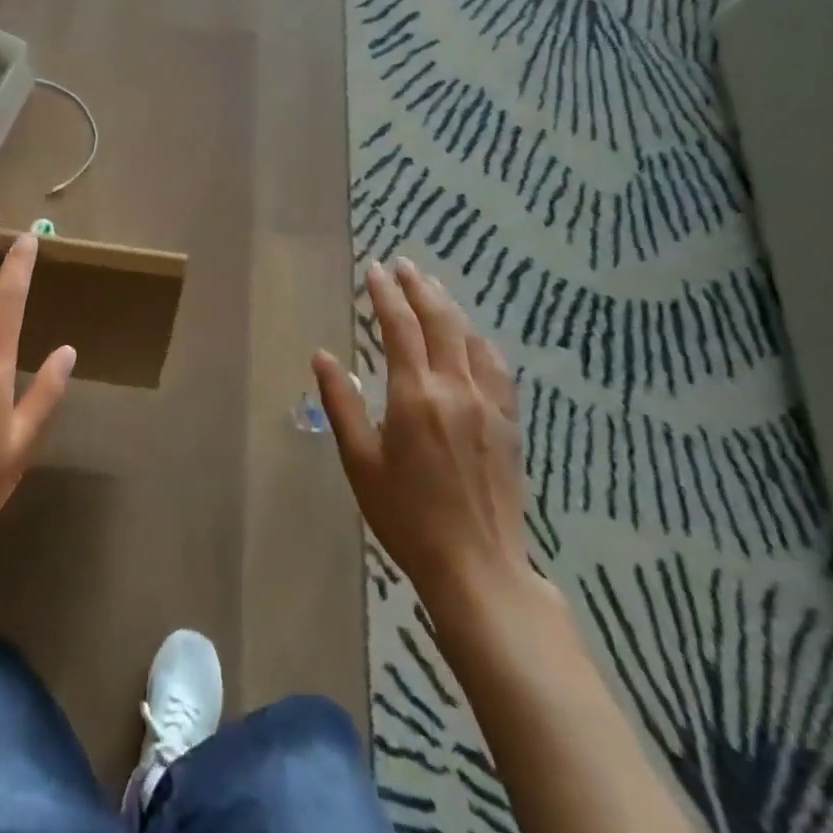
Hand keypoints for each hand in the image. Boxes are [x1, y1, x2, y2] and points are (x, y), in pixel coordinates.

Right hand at [313, 258, 552, 657]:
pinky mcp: (509, 423)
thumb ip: (341, 403)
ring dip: (449, 307)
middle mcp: (456, 389)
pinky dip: (479, 341)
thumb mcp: (360, 462)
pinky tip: (472, 338)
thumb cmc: (406, 517)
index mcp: (415, 396)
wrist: (478, 567)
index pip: (399, 328)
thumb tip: (323, 356)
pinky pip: (496, 367)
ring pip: (470, 339)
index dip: (385, 294)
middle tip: (403, 265)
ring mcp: (489, 405)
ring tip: (432, 288)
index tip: (373, 269)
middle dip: (419, 287)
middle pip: (440, 322)